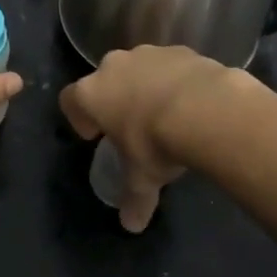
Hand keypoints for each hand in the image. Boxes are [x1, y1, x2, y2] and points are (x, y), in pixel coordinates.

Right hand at [60, 46, 238, 231]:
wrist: (206, 109)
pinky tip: (193, 104)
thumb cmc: (156, 143)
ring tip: (167, 115)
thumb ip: (134, 198)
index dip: (78, 117)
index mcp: (92, 93)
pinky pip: (172, 66)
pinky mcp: (181, 50)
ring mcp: (148, 54)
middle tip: (132, 125)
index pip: (70, 99)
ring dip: (146, 87)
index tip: (93, 135)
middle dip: (115, 99)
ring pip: (139, 69)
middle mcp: (114, 66)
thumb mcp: (142, 178)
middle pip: (105, 79)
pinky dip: (177, 81)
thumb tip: (131, 225)